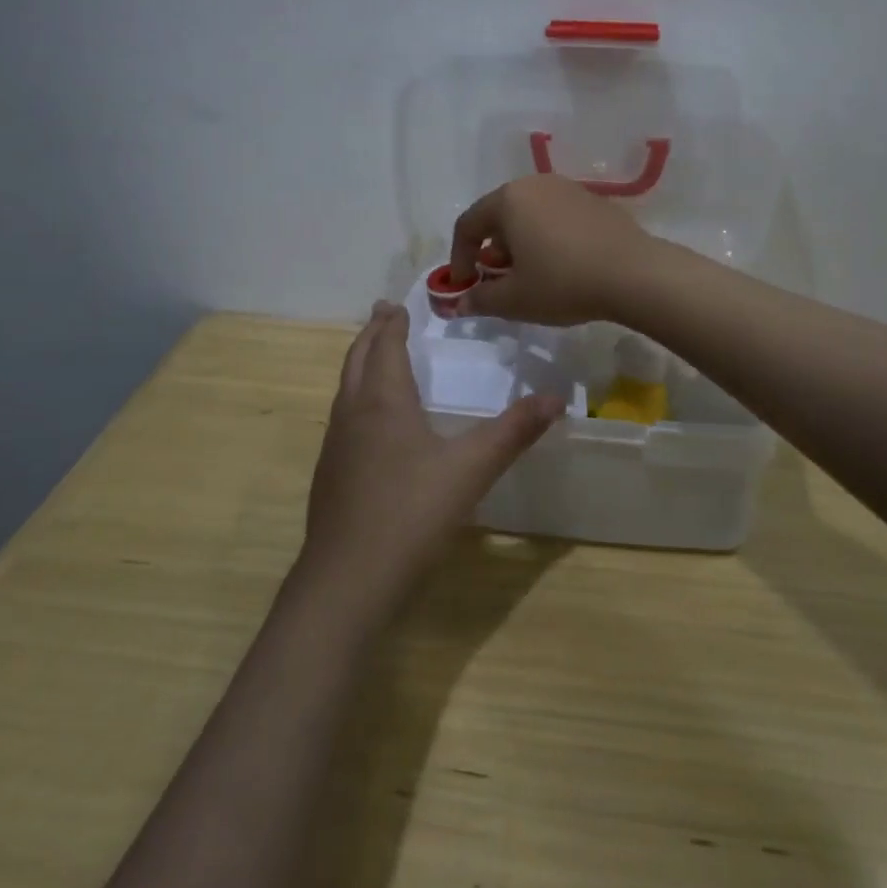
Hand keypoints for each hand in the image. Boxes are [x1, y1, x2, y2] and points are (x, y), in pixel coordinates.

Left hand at [300, 301, 560, 617]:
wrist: (346, 582)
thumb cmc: (411, 515)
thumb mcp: (472, 470)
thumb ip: (514, 432)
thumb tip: (556, 398)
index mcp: (383, 401)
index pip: (385, 347)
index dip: (392, 324)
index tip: (396, 305)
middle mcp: (353, 414)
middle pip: (356, 360)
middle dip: (371, 335)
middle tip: (383, 316)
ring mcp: (335, 446)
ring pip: (345, 389)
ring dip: (360, 364)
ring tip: (376, 358)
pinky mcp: (329, 476)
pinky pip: (343, 418)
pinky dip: (356, 397)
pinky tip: (371, 424)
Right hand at [448, 174, 656, 325]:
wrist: (634, 274)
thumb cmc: (563, 282)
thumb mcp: (514, 300)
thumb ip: (480, 299)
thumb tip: (460, 303)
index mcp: (508, 200)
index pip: (468, 225)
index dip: (459, 258)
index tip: (465, 287)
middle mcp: (535, 184)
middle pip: (499, 215)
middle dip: (490, 251)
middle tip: (497, 281)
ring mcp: (567, 189)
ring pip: (528, 215)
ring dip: (519, 244)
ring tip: (529, 275)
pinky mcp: (593, 201)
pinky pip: (556, 217)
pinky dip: (546, 238)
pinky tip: (561, 266)